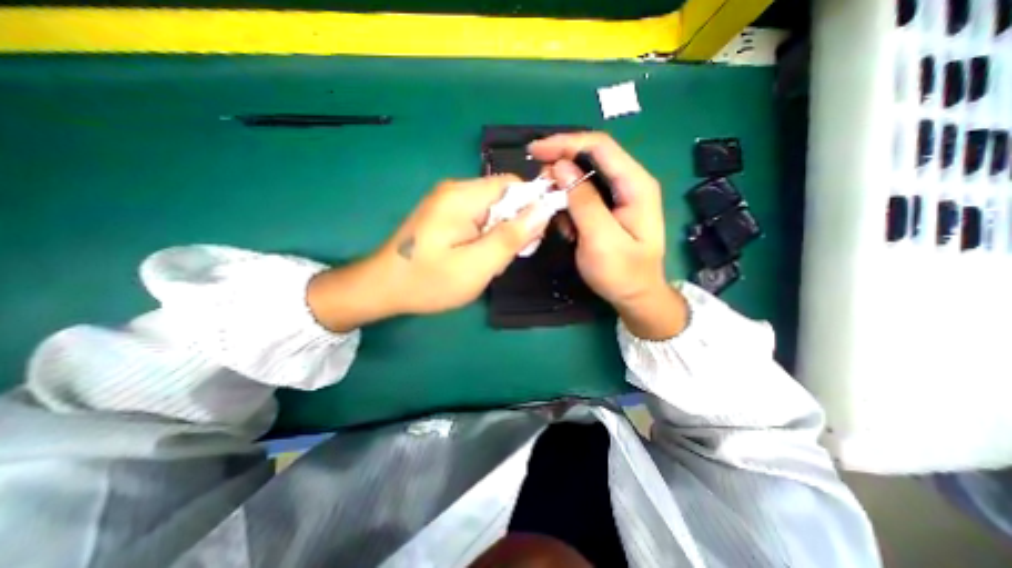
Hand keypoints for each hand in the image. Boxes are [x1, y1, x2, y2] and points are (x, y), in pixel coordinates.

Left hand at [309, 175, 552, 330]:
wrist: (382, 288)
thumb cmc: (429, 281)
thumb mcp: (477, 265)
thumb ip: (512, 237)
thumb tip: (543, 210)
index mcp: (462, 196)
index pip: (513, 185)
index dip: (530, 208)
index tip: (530, 240)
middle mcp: (454, 190)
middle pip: (503, 198)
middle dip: (512, 227)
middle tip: (503, 259)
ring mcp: (446, 202)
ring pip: (491, 211)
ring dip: (498, 236)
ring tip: (486, 263)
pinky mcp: (443, 215)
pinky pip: (476, 219)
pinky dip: (484, 238)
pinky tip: (474, 258)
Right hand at [531, 130, 687, 340]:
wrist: (636, 296)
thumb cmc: (622, 273)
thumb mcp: (601, 239)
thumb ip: (583, 201)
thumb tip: (561, 167)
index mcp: (635, 184)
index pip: (599, 146)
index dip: (565, 143)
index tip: (535, 151)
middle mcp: (629, 183)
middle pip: (590, 157)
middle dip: (560, 167)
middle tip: (539, 186)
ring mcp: (619, 196)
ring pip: (583, 177)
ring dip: (563, 192)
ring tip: (558, 220)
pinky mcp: (608, 208)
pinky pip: (582, 197)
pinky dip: (569, 208)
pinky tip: (569, 230)